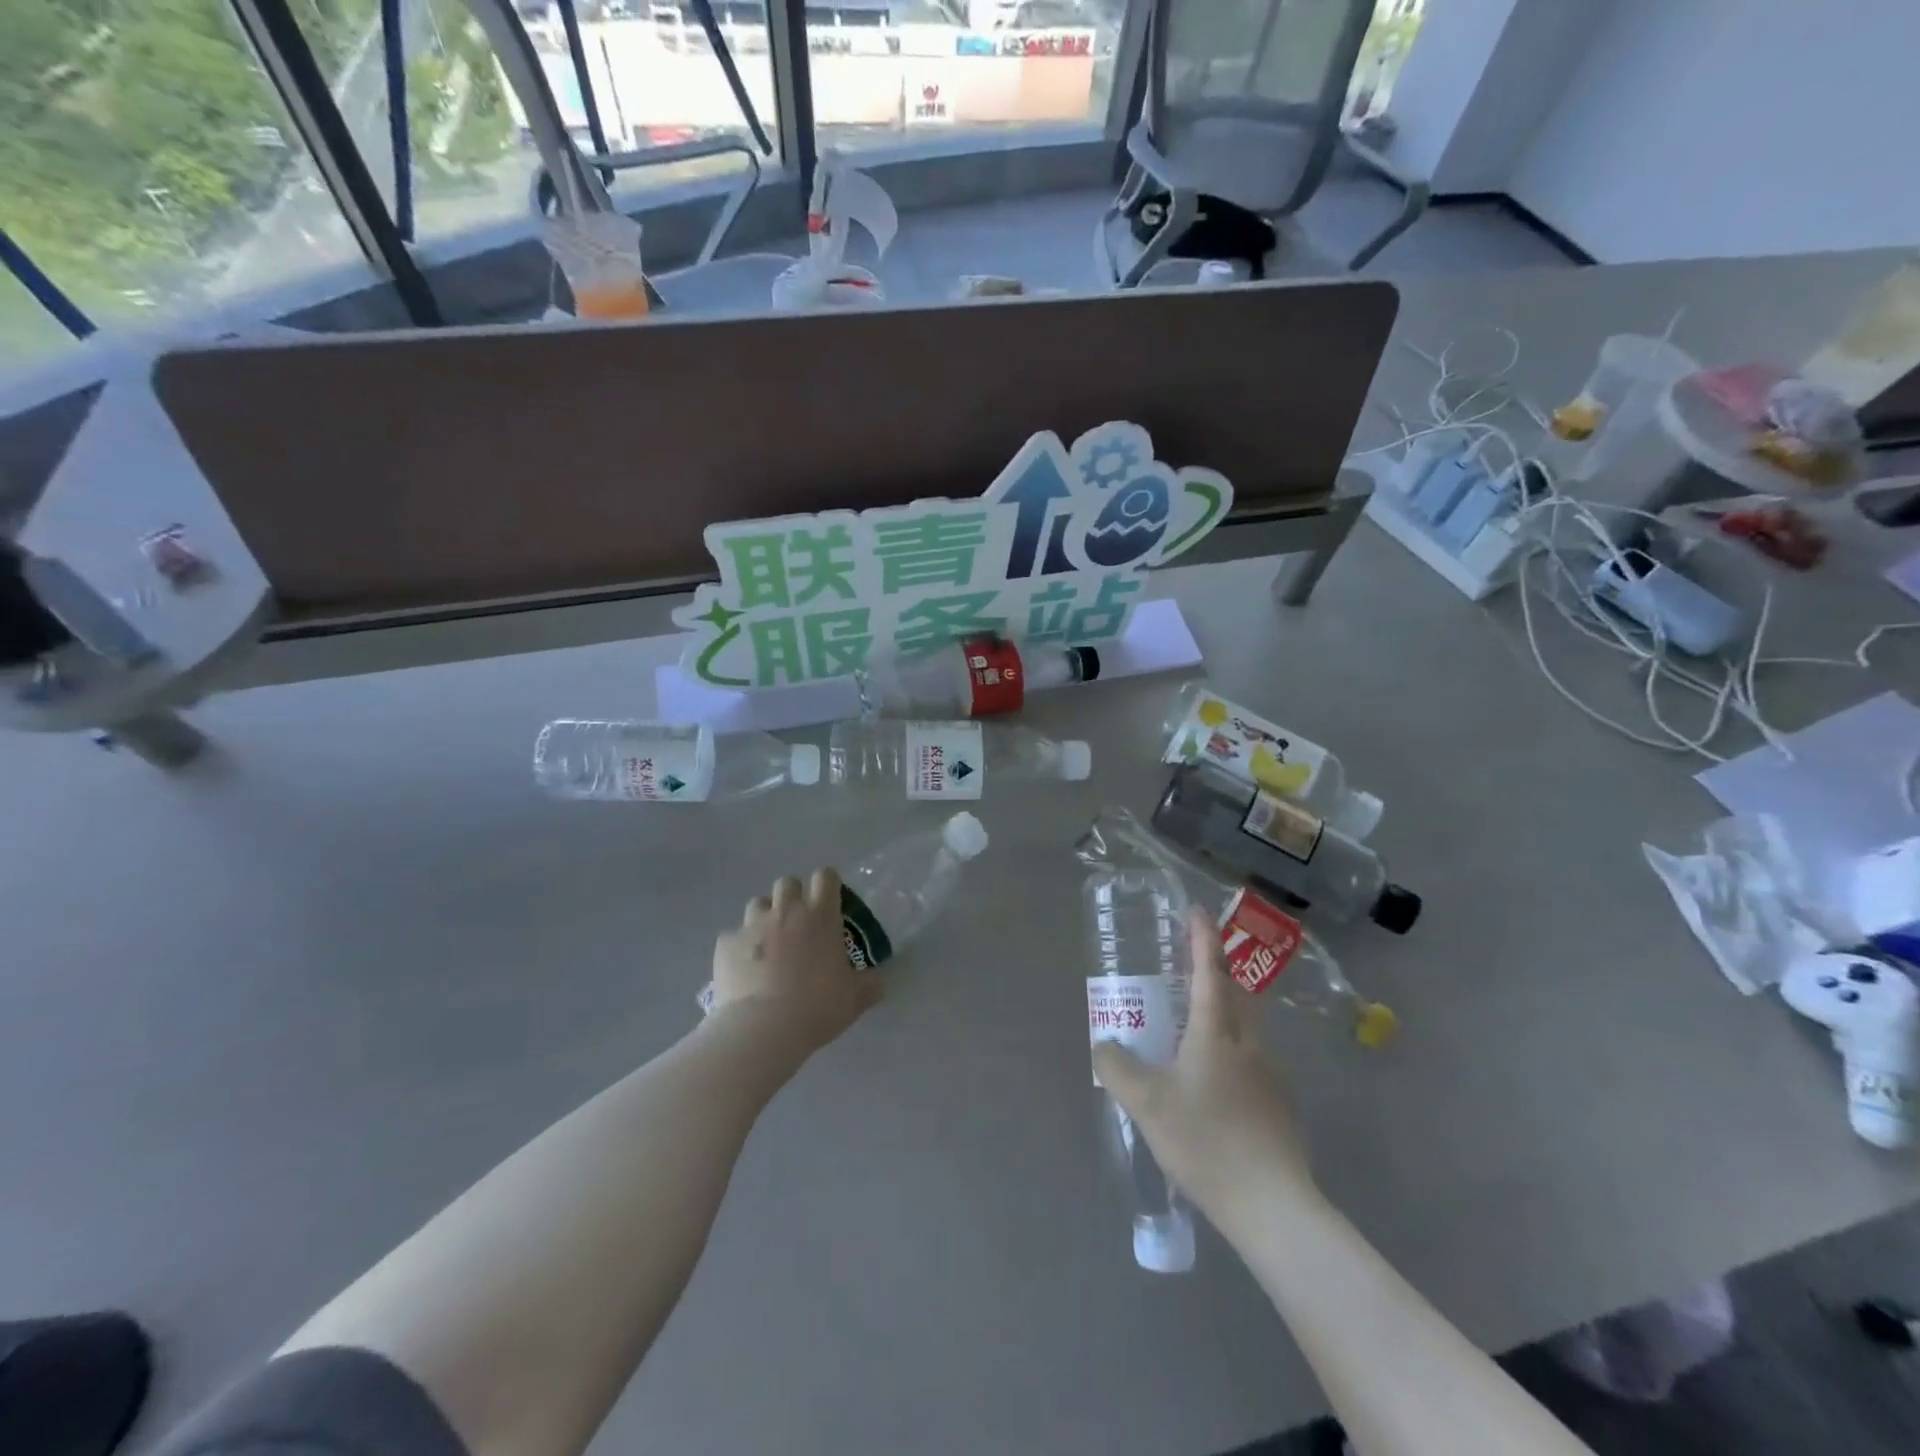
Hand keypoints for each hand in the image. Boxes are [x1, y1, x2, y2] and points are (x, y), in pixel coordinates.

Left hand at [709, 868, 881, 1055]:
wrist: (763, 1028)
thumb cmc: (817, 1006)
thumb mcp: (855, 999)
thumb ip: (870, 984)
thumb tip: (879, 980)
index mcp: (821, 915)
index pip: (825, 876)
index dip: (828, 883)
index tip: (830, 900)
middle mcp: (786, 911)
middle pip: (787, 882)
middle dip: (793, 895)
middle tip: (798, 923)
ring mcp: (752, 925)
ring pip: (757, 902)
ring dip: (765, 916)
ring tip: (769, 942)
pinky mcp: (726, 944)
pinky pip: (733, 936)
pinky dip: (740, 947)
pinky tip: (744, 968)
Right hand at [1092, 907, 1316, 1234]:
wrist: (1273, 1205)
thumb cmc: (1206, 1141)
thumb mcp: (1146, 1103)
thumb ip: (1117, 1068)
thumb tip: (1104, 1045)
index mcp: (1217, 1032)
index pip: (1209, 971)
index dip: (1202, 938)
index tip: (1197, 911)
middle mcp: (1249, 1042)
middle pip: (1236, 993)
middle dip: (1217, 971)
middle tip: (1191, 966)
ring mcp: (1271, 1074)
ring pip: (1247, 1027)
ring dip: (1225, 1012)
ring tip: (1195, 1026)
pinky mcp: (1281, 1105)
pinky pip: (1253, 1060)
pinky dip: (1233, 1051)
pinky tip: (1214, 1083)